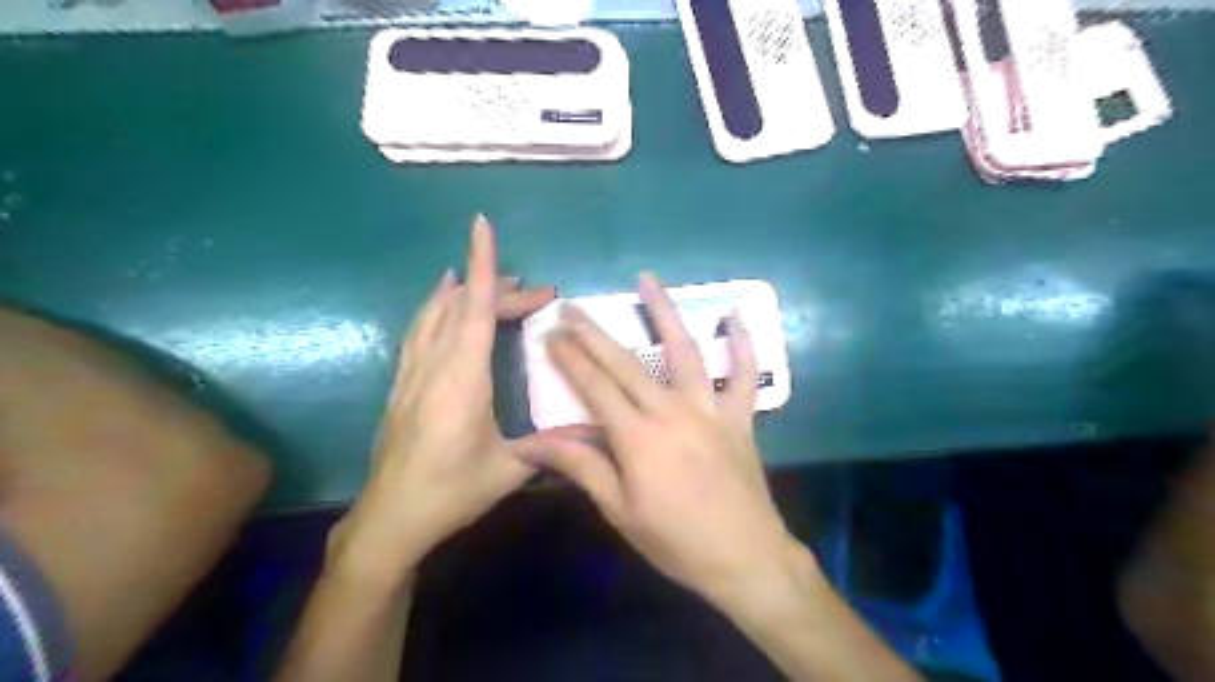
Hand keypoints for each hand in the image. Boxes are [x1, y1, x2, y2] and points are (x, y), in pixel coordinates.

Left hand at [331, 215, 560, 582]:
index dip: (481, 264)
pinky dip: (437, 306)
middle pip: (461, 306)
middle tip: (539, 294)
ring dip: (464, 290)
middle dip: (499, 288)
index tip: (482, 226)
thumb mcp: (509, 469)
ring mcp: (413, 372)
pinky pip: (420, 329)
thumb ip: (552, 442)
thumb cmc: (451, 491)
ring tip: (494, 281)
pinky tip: (443, 303)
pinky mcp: (403, 383)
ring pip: (434, 313)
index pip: (473, 307)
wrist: (390, 518)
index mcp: (462, 378)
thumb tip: (596, 430)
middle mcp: (434, 364)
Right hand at [519, 273, 799, 603]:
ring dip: (663, 313)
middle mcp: (672, 411)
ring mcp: (711, 409)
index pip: (595, 387)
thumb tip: (531, 443)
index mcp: (638, 438)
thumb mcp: (620, 511)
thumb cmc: (676, 541)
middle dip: (594, 332)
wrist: (746, 558)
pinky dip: (742, 342)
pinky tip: (734, 314)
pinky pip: (743, 373)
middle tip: (572, 306)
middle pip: (627, 362)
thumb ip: (581, 467)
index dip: (570, 358)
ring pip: (684, 350)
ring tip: (646, 281)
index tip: (550, 334)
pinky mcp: (740, 416)